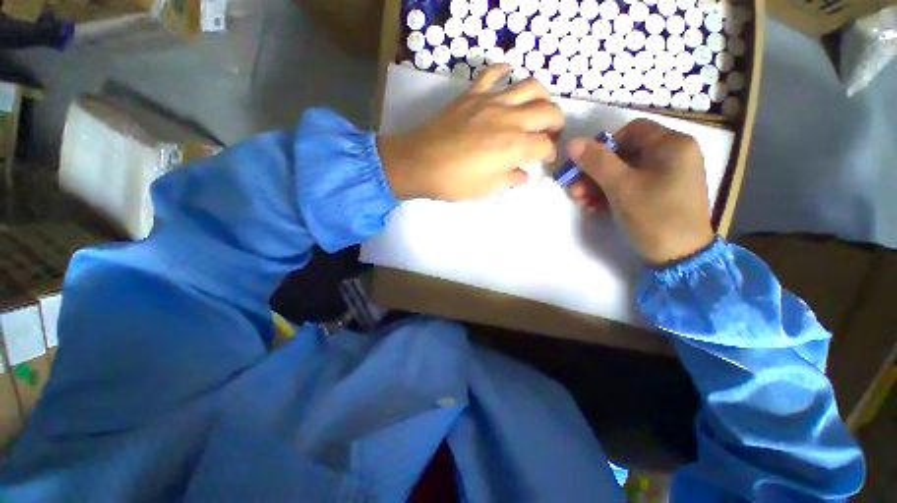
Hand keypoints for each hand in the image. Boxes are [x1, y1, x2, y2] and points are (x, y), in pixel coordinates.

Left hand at [379, 64, 563, 200]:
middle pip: (548, 111)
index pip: (546, 145)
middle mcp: (510, 119)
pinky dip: (504, 71)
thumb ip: (511, 180)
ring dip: (542, 96)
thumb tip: (525, 175)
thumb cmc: (454, 182)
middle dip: (556, 124)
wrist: (420, 163)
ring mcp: (491, 102)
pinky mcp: (472, 94)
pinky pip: (492, 73)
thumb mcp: (486, 189)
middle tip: (549, 135)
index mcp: (515, 147)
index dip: (550, 154)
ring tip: (537, 108)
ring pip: (530, 85)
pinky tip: (508, 78)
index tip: (545, 160)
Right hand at [568, 119, 714, 264]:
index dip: (603, 147)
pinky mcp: (662, 192)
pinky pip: (632, 184)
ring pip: (625, 171)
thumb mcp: (621, 187)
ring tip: (581, 202)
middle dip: (595, 172)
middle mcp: (673, 154)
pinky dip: (612, 193)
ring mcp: (668, 175)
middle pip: (624, 153)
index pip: (630, 131)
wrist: (680, 256)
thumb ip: (597, 162)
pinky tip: (595, 207)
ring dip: (598, 185)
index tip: (584, 167)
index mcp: (672, 144)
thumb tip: (573, 142)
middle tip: (574, 190)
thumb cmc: (654, 215)